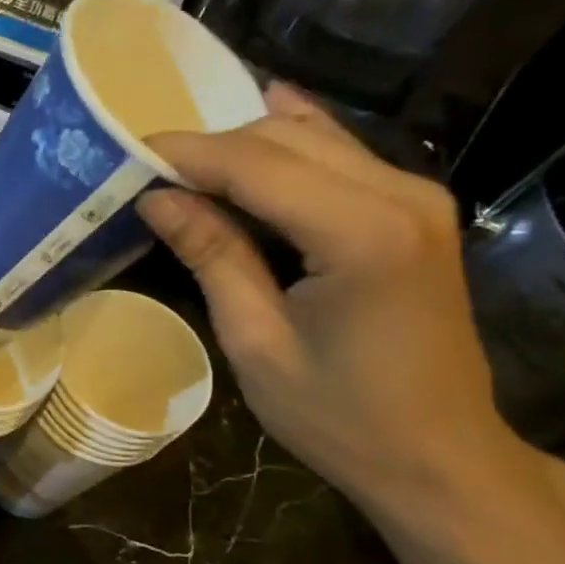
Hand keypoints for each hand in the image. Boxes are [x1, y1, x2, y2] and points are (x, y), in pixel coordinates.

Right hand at [142, 85, 536, 521]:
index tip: (125, 153)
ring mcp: (416, 196)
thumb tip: (156, 198)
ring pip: (312, 138)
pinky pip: (341, 155)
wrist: (439, 456)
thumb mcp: (256, 342)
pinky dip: (293, 140)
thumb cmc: (339, 417)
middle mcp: (400, 194)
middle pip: (283, 139)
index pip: (255, 164)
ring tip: (182, 170)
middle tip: (146, 173)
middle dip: (209, 147)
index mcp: (361, 234)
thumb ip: (212, 256)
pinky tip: (264, 107)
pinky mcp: (415, 209)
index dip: (185, 154)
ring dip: (242, 146)